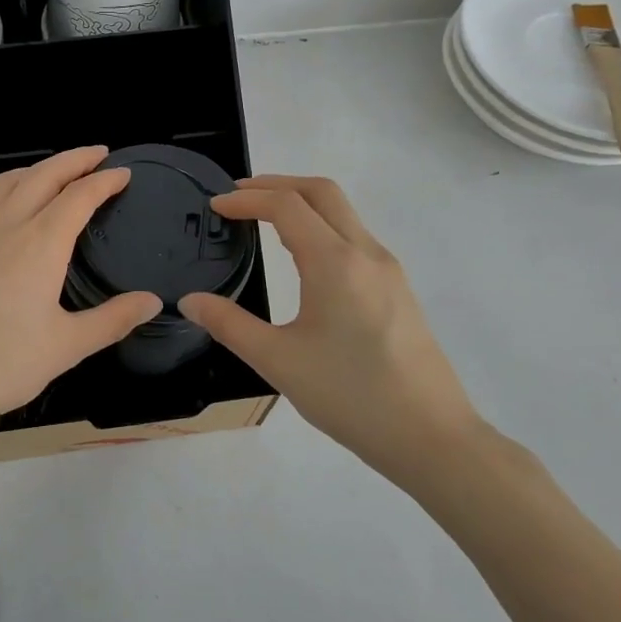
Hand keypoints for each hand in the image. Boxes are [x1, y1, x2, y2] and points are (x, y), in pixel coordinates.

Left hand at [0, 147, 162, 454]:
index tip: (124, 173)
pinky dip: (12, 187)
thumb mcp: (66, 347)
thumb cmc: (0, 364)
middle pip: (43, 175)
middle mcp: (7, 226)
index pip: (79, 196)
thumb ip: (112, 319)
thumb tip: (152, 301)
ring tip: (58, 172)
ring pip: (9, 181)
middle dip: (74, 159)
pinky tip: (15, 210)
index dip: (104, 181)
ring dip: (38, 168)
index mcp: (39, 243)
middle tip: (99, 154)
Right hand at [180, 176, 482, 489]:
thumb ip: (229, 325)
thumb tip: (190, 301)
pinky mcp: (398, 289)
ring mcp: (387, 270)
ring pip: (343, 212)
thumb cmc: (350, 396)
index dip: (246, 199)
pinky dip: (322, 226)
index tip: (215, 207)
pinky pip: (355, 237)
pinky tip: (303, 256)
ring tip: (264, 219)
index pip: (286, 205)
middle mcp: (365, 253)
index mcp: (334, 262)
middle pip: (321, 192)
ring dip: (302, 203)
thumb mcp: (278, 361)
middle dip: (276, 184)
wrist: (431, 437)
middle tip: (238, 196)